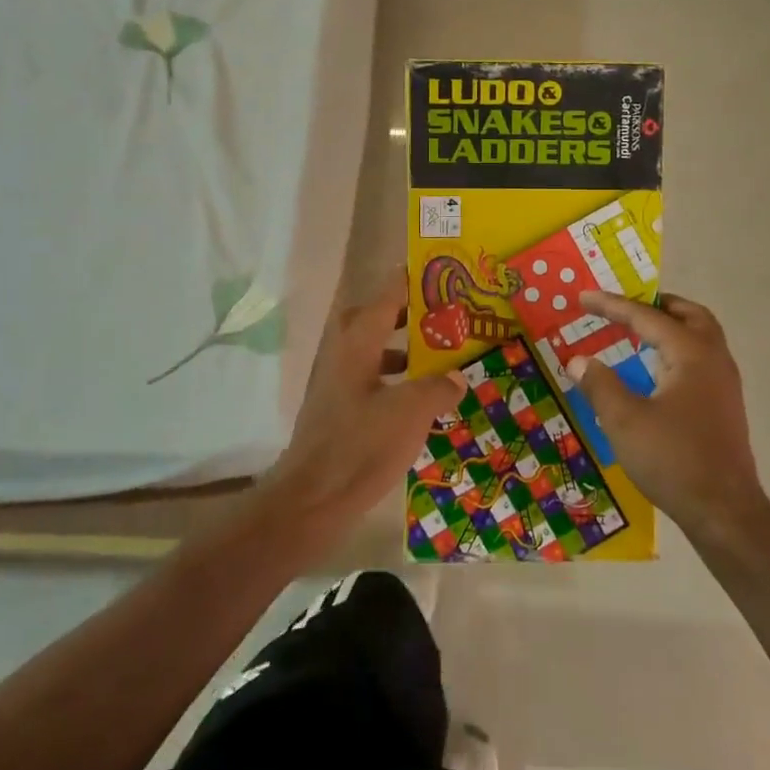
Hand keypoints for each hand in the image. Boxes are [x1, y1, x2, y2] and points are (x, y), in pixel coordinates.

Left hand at [260, 277, 463, 532]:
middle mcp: (344, 352)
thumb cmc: (360, 446)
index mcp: (358, 341)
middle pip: (378, 317)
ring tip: (442, 355)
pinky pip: (373, 377)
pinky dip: (397, 378)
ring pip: (375, 348)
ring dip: (405, 347)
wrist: (312, 499)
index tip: (442, 270)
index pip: (388, 293)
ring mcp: (338, 380)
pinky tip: (421, 400)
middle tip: (446, 314)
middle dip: (411, 312)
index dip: (414, 279)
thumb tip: (458, 376)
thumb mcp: (410, 413)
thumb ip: (438, 387)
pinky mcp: (340, 407)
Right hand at [568, 292, 761, 540]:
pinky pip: (701, 360)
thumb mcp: (624, 421)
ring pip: (701, 337)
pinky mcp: (725, 407)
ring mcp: (724, 384)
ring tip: (639, 333)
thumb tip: (578, 360)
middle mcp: (714, 360)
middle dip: (656, 305)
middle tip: (625, 307)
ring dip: (671, 327)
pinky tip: (657, 372)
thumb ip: (599, 384)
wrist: (724, 511)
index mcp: (691, 353)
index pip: (647, 317)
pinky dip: (678, 350)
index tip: (583, 297)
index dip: (612, 305)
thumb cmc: (673, 459)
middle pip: (689, 315)